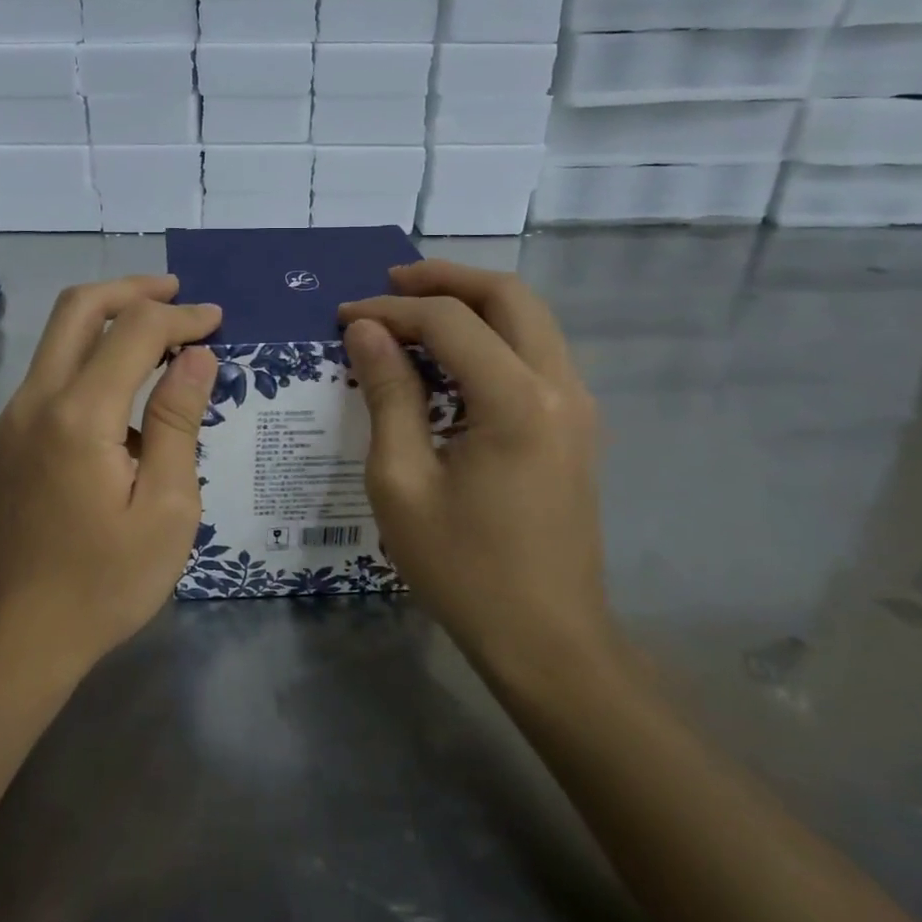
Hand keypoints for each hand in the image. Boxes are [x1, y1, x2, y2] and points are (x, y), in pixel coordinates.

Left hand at [0, 275, 220, 682]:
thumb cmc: (104, 583)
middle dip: (131, 290)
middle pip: (78, 309)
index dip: (181, 317)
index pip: (133, 331)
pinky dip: (89, 361)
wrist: (16, 640)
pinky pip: (49, 378)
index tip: (217, 322)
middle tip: (177, 294)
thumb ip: (177, 421)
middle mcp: (33, 401)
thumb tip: (197, 356)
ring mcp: (10, 420)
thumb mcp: (166, 508)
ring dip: (108, 323)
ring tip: (160, 341)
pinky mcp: (4, 441)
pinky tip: (124, 398)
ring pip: (58, 340)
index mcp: (77, 416)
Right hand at [339, 261, 613, 690]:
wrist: (548, 642)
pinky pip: (535, 352)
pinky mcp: (576, 425)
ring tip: (412, 310)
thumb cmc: (464, 569)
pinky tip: (449, 355)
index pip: (449, 321)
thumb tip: (366, 331)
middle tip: (388, 283)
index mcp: (517, 400)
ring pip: (529, 318)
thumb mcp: (403, 481)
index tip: (343, 317)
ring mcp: (577, 405)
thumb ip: (388, 394)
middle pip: (508, 295)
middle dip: (444, 279)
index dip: (391, 309)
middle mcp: (560, 386)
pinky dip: (491, 335)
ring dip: (471, 302)